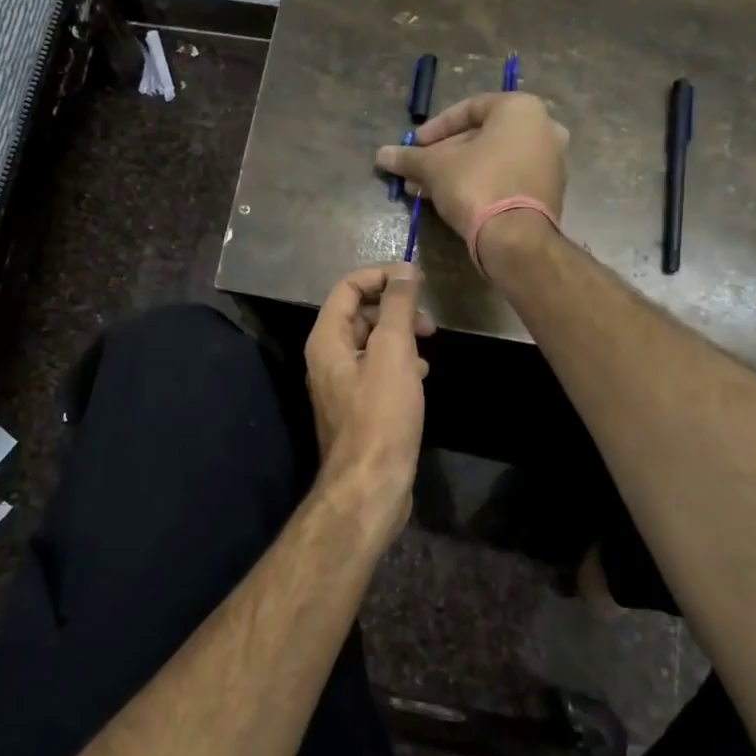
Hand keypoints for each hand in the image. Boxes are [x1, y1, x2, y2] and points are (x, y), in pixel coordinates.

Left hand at [304, 264, 432, 544]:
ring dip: (400, 336)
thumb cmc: (381, 415)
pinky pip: (378, 369)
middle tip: (427, 323)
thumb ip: (397, 307)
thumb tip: (404, 270)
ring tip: (428, 347)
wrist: (371, 484)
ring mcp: (342, 383)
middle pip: (360, 313)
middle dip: (394, 309)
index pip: (348, 287)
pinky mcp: (359, 406)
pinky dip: (400, 362)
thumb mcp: (393, 353)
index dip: (381, 276)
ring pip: (372, 342)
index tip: (417, 280)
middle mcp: (328, 357)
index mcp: (327, 339)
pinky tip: (421, 375)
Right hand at [376, 92, 567, 265]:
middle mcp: (544, 128)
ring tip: (424, 189)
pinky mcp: (548, 192)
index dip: (436, 127)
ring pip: (493, 160)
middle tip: (417, 170)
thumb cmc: (477, 185)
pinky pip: (507, 178)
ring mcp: (550, 162)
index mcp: (521, 109)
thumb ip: (410, 157)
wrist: (516, 238)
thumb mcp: (435, 167)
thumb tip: (382, 155)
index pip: (469, 108)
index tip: (414, 145)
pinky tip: (450, 200)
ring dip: (457, 172)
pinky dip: (480, 184)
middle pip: (481, 137)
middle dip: (444, 155)